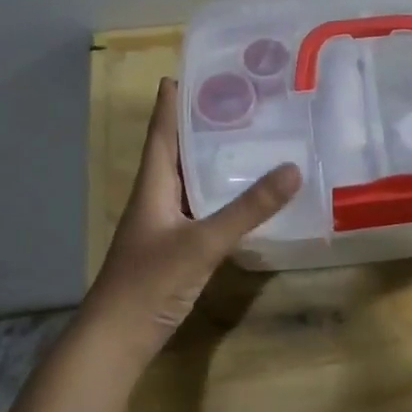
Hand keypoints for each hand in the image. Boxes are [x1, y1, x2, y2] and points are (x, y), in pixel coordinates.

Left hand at [82, 77, 300, 360]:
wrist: (118, 338)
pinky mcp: (175, 248)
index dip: (171, 103)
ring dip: (209, 160)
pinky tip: (241, 197)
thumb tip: (293, 168)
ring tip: (245, 139)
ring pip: (188, 181)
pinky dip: (218, 195)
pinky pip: (199, 209)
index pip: (162, 133)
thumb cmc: (151, 281)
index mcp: (152, 186)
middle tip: (235, 101)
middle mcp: (155, 199)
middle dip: (199, 125)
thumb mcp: (203, 241)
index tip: (186, 72)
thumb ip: (247, 209)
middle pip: (176, 152)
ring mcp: (163, 226)